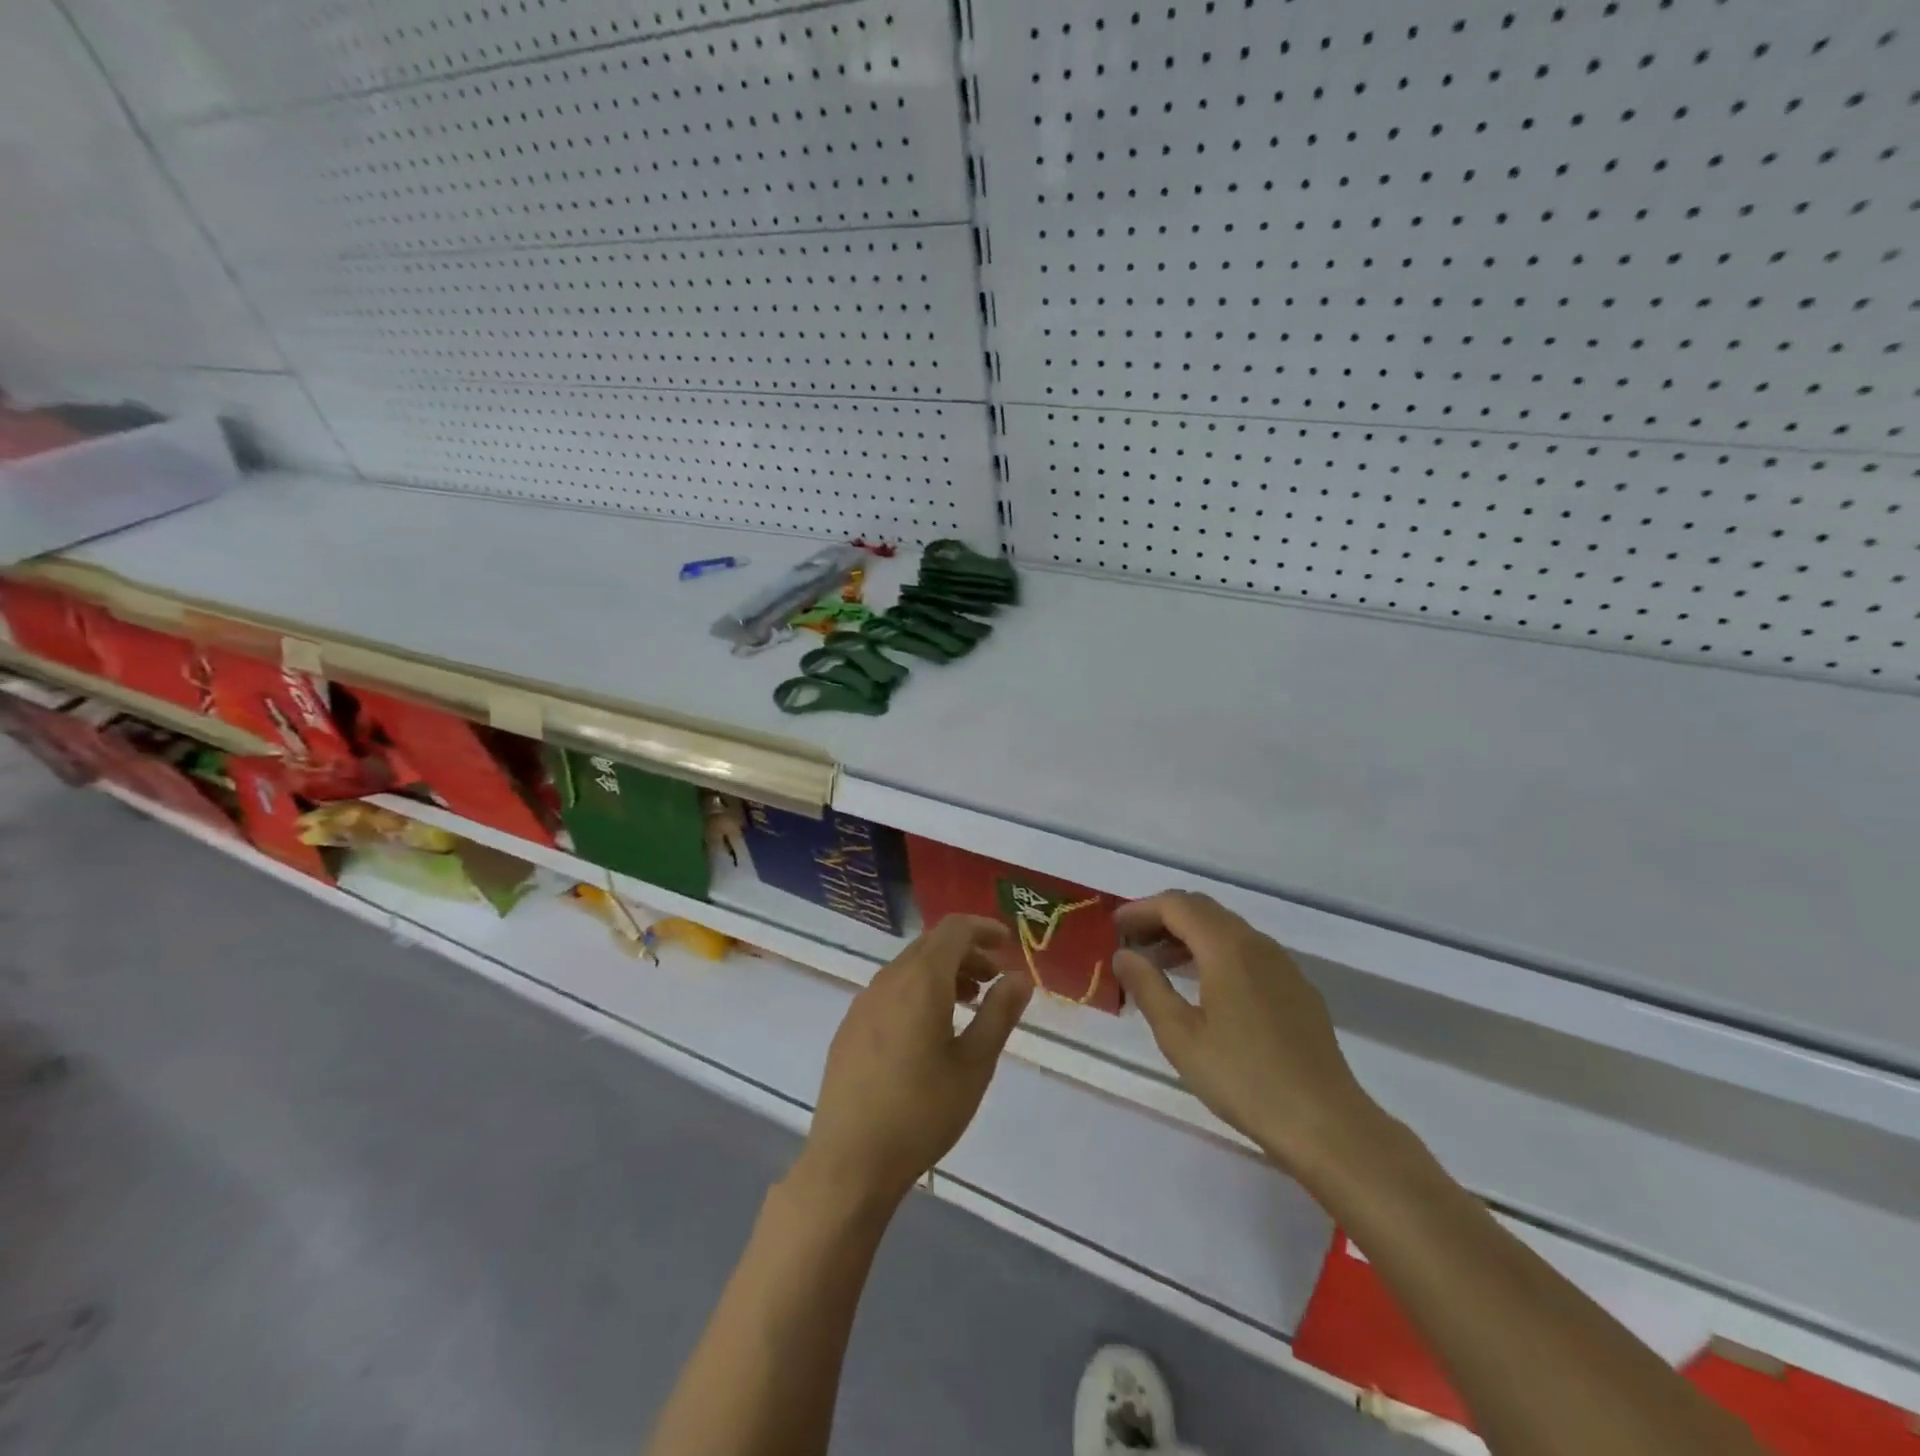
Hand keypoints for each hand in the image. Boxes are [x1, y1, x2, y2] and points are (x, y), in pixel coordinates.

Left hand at [794, 915, 1031, 1211]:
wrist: (850, 1161)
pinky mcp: (850, 1026)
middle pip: (931, 945)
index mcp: (921, 980)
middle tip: (994, 980)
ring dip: (942, 972)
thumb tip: (1020, 977)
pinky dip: (918, 990)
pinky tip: (929, 1030)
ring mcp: (864, 1002)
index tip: (1008, 943)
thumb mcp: (974, 1064)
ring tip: (967, 1004)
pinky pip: (890, 989)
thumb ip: (999, 1013)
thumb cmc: (922, 1112)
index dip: (983, 928)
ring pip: (909, 967)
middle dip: (966, 952)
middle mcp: (888, 979)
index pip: (954, 929)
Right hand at [1112, 891, 1383, 1178]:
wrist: (1327, 1123)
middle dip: (1162, 919)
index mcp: (1227, 947)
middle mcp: (1257, 943)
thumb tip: (1124, 954)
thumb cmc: (1244, 1078)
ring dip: (1188, 936)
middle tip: (1131, 944)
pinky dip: (1214, 953)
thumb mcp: (1180, 1036)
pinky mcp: (1296, 988)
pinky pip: (1246, 952)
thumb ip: (1148, 987)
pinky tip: (1202, 988)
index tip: (1114, 928)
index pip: (1176, 904)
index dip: (1141, 909)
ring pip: (1226, 930)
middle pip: (1202, 910)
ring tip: (1158, 965)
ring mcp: (1282, 965)